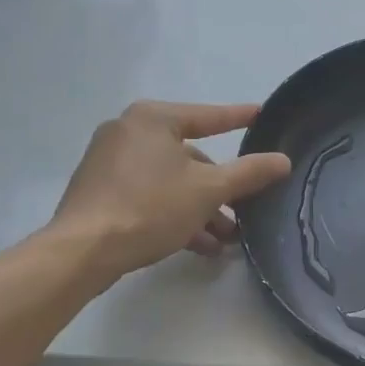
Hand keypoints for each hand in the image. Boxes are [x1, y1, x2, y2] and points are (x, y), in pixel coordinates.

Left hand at [48, 101, 291, 278]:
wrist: (81, 252)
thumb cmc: (150, 208)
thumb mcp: (209, 190)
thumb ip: (249, 173)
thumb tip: (283, 160)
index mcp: (153, 119)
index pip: (208, 116)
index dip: (238, 118)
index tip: (261, 114)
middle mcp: (128, 131)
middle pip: (190, 156)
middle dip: (219, 188)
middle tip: (244, 209)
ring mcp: (109, 162)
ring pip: (170, 180)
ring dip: (200, 208)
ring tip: (225, 239)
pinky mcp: (99, 191)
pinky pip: (148, 194)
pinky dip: (174, 212)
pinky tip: (197, 245)